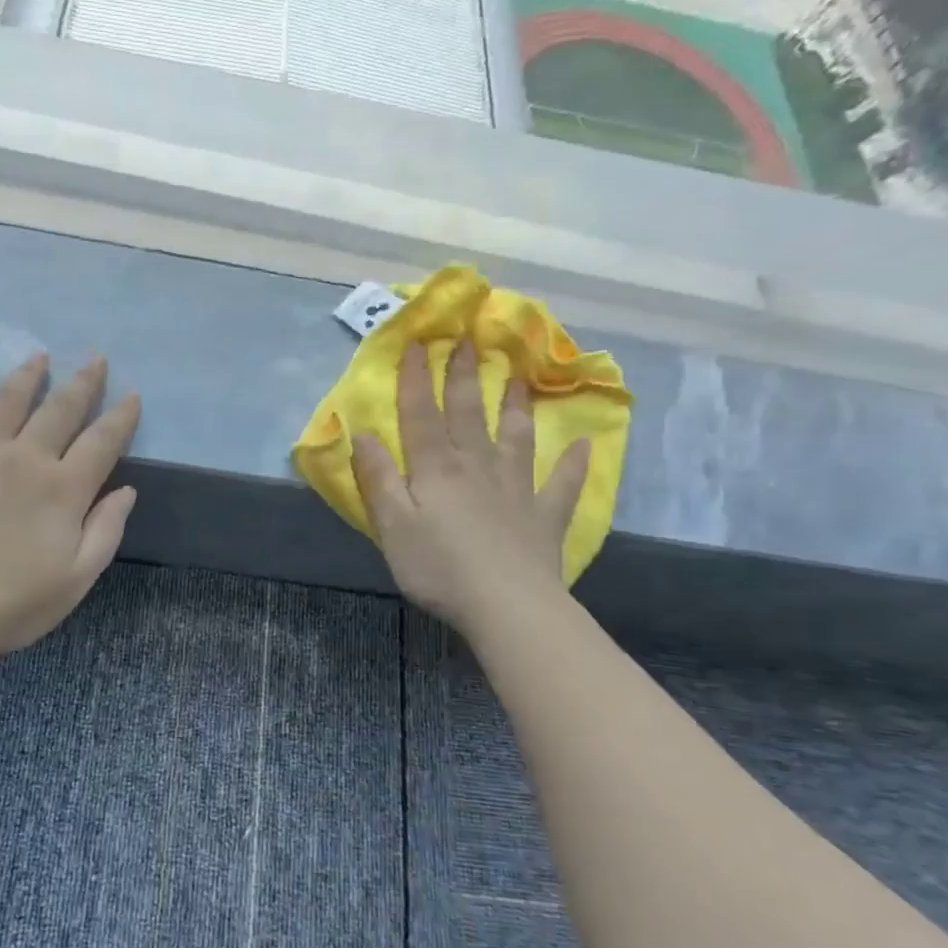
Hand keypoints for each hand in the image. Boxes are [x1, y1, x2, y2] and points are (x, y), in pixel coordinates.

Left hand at [0, 354, 140, 666]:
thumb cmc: (10, 603)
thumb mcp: (75, 579)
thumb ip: (105, 531)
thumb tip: (126, 491)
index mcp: (63, 489)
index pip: (103, 441)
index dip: (121, 417)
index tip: (132, 394)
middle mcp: (25, 458)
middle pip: (61, 409)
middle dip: (83, 382)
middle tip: (95, 359)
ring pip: (10, 400)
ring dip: (29, 375)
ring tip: (40, 356)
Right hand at [352, 342, 588, 635]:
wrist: (507, 606)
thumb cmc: (439, 567)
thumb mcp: (392, 526)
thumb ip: (378, 479)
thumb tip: (364, 435)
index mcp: (436, 469)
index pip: (421, 414)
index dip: (415, 379)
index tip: (416, 342)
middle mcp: (477, 467)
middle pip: (468, 414)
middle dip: (464, 376)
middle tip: (469, 341)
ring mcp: (516, 489)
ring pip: (515, 438)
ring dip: (515, 407)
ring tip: (519, 379)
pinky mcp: (544, 517)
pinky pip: (561, 484)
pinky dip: (572, 463)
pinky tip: (583, 445)